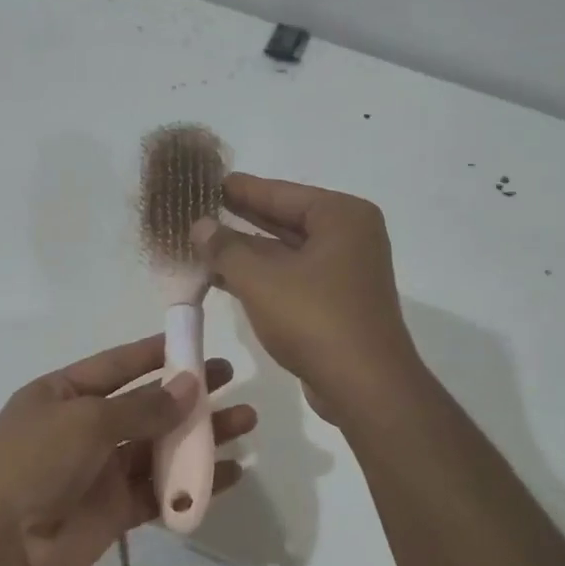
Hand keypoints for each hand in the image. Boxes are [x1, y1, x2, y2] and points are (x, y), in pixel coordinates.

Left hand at [0, 335, 255, 565]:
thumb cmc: (34, 464)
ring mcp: (101, 471)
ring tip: (246, 422)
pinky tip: (230, 474)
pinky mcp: (116, 510)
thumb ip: (142, 406)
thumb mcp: (86, 421)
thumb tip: (190, 385)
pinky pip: (161, 490)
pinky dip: (194, 483)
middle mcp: (84, 429)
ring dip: (201, 436)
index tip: (196, 342)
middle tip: (231, 380)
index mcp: (64, 395)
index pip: (118, 365)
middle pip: (146, 405)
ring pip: (160, 447)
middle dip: (188, 393)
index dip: (156, 353)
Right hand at [194, 174, 421, 421]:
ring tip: (202, 243)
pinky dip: (261, 277)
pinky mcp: (337, 304)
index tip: (207, 179)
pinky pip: (292, 278)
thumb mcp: (260, 279)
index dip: (241, 188)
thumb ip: (226, 248)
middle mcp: (349, 237)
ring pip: (286, 253)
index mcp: (341, 216)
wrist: (364, 386)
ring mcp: (345, 273)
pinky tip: (224, 278)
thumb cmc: (314, 319)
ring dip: (247, 252)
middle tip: (200, 208)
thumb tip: (201, 225)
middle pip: (285, 220)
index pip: (281, 192)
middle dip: (241, 218)